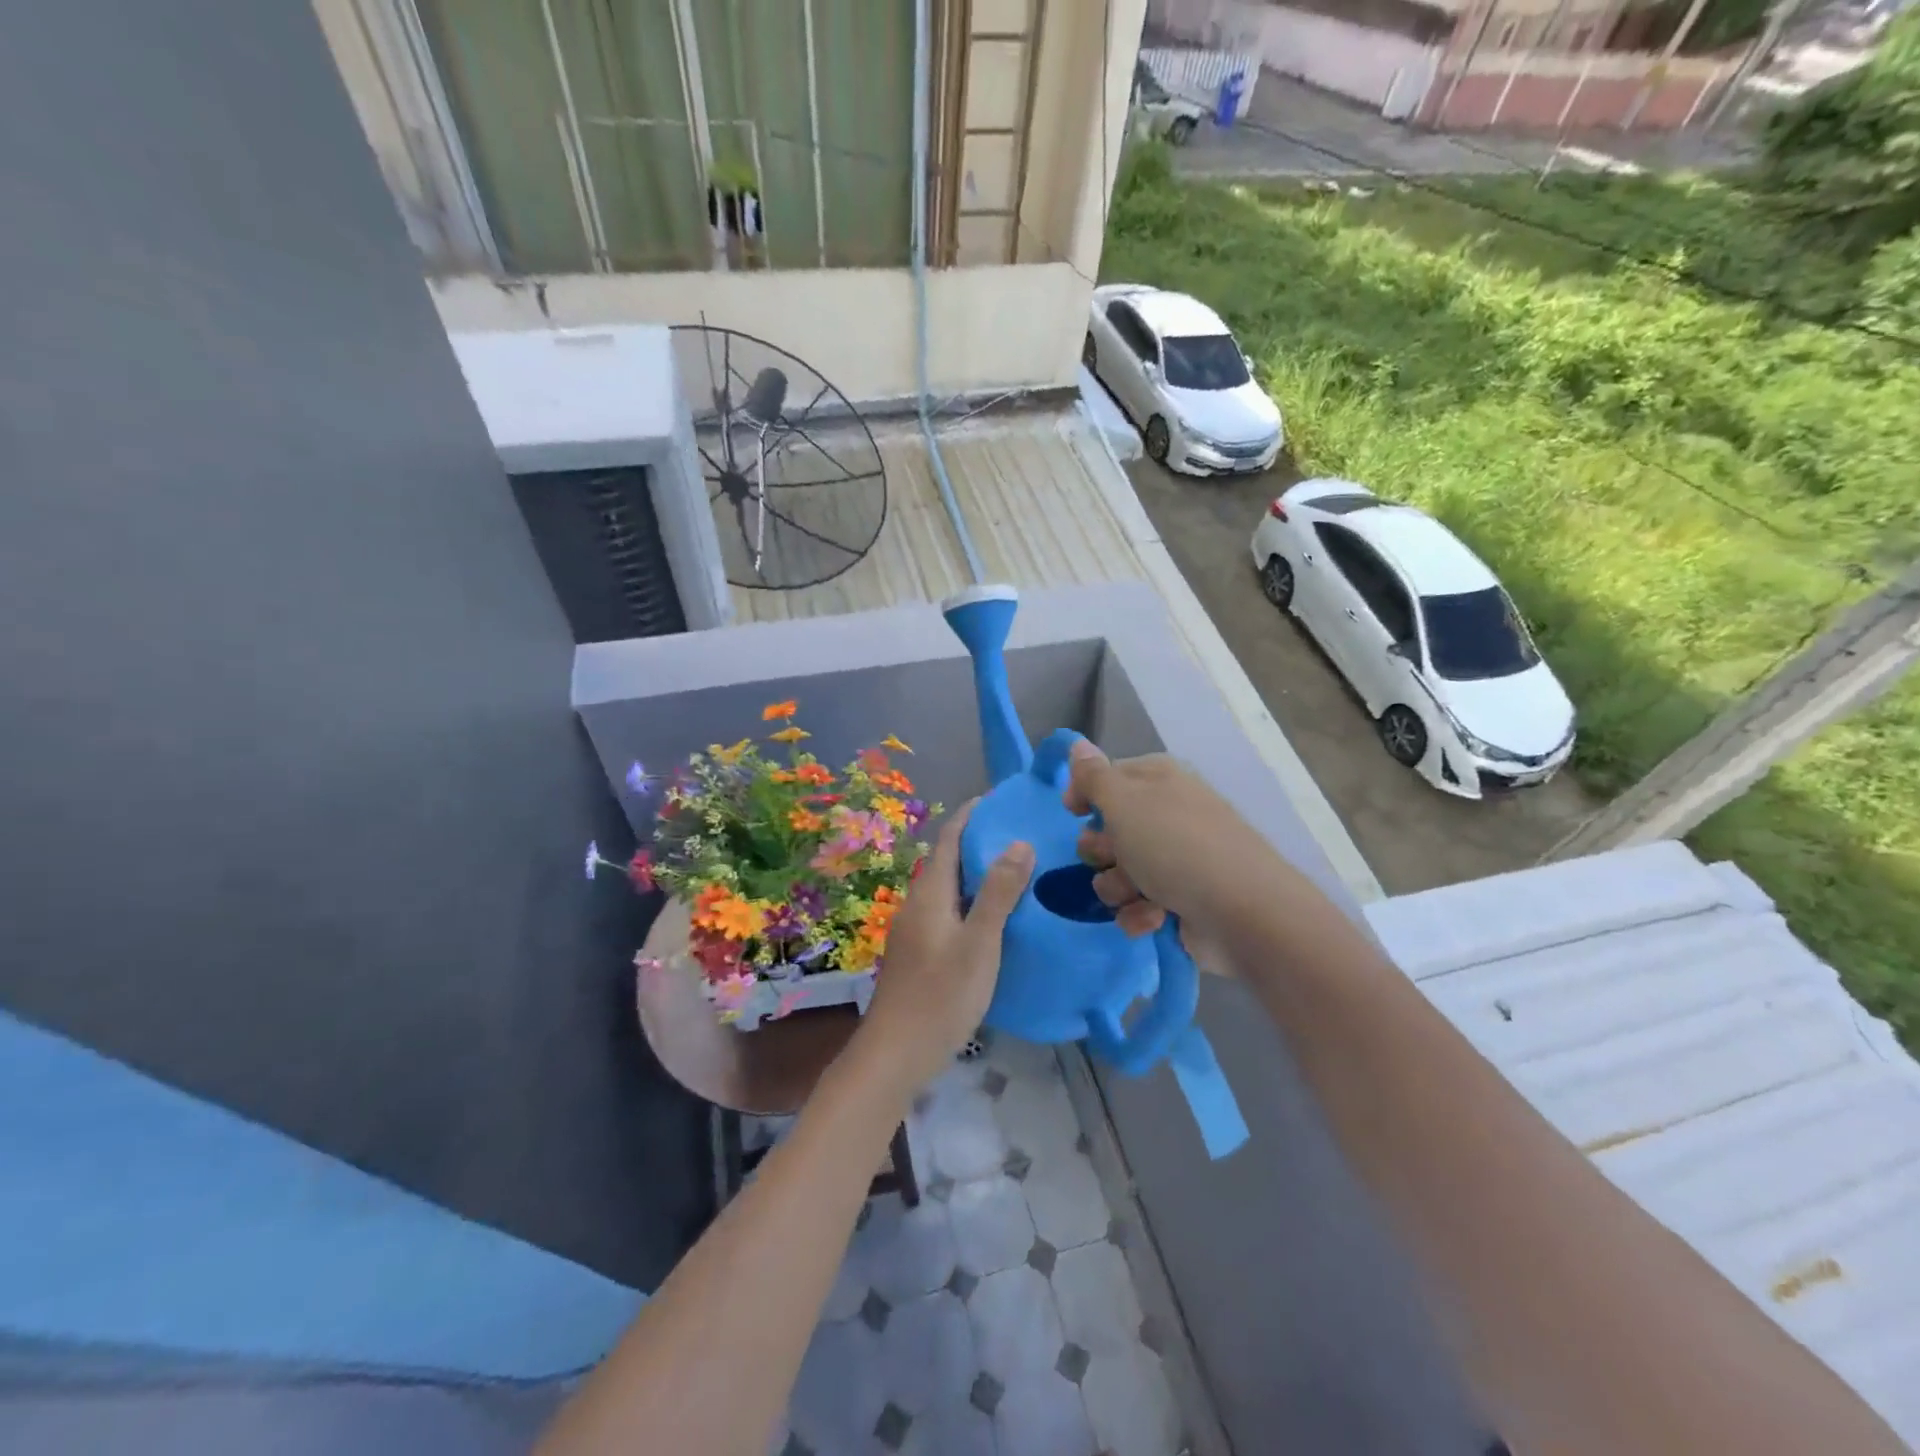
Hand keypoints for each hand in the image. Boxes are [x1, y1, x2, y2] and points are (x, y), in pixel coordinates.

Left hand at [856, 803, 1033, 1091]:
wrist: (896, 1053)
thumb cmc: (940, 994)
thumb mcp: (979, 943)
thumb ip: (998, 893)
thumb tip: (1019, 842)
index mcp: (930, 892)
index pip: (949, 838)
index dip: (971, 814)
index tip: (1000, 799)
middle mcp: (919, 903)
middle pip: (949, 860)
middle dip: (980, 843)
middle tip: (1023, 835)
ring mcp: (916, 929)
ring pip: (950, 889)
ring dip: (978, 875)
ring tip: (1018, 872)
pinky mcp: (920, 952)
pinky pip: (949, 912)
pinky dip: (973, 902)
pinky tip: (997, 919)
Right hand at [1064, 741, 1281, 956]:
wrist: (1242, 912)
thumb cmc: (1175, 846)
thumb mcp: (1124, 802)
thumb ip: (1094, 776)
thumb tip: (1077, 745)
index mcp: (1157, 781)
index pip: (1107, 777)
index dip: (1085, 794)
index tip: (1073, 812)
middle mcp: (1167, 815)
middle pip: (1109, 829)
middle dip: (1101, 849)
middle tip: (1110, 855)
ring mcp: (1176, 861)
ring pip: (1118, 872)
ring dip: (1118, 887)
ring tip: (1137, 893)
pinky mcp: (1180, 902)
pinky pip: (1138, 906)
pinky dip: (1141, 913)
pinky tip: (1155, 918)